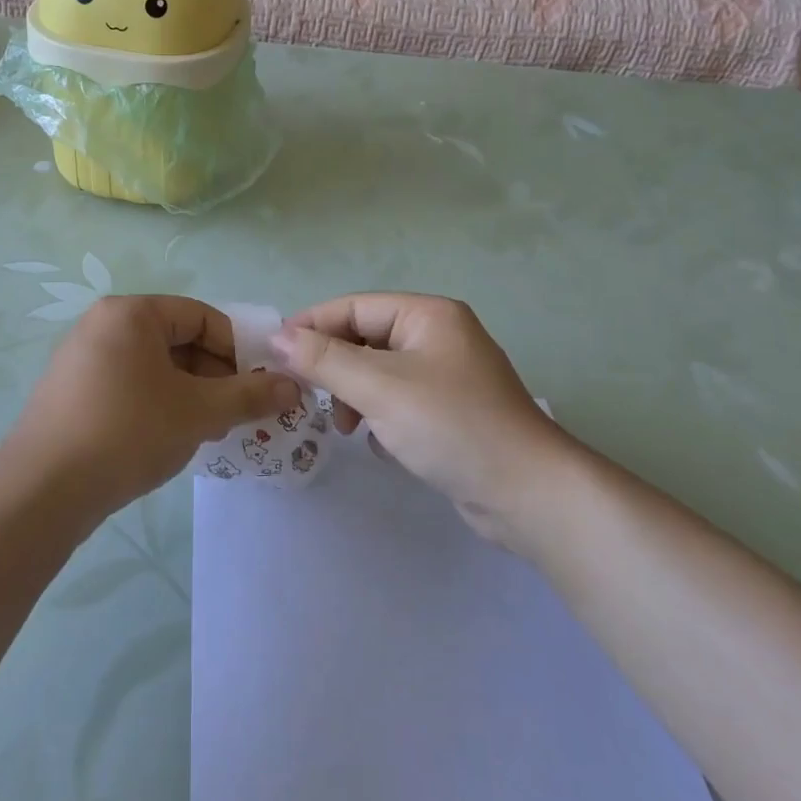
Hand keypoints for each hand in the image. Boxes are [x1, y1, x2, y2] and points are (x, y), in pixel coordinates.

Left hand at [10, 296, 300, 516]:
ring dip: (189, 394)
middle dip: (213, 376)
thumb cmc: (128, 432)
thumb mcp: (198, 412)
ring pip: (154, 367)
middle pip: (177, 340)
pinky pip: (128, 385)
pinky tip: (166, 440)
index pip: (201, 316)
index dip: (237, 350)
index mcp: (132, 313)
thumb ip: (249, 396)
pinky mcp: (70, 391)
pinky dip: (157, 405)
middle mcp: (102, 324)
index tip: (257, 387)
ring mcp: (81, 358)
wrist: (43, 490)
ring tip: (204, 432)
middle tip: (232, 415)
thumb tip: (293, 387)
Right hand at [271, 294, 575, 539]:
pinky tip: (374, 440)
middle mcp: (438, 336)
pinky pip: (398, 399)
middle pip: (365, 338)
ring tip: (344, 427)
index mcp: (428, 315)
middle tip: (304, 394)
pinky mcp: (450, 411)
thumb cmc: (451, 425)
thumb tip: (276, 337)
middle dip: (333, 366)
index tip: (273, 353)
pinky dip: (378, 414)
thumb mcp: (380, 388)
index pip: (353, 306)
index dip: (311, 326)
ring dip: (353, 394)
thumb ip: (324, 360)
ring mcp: (447, 375)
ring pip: (379, 372)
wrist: (527, 493)